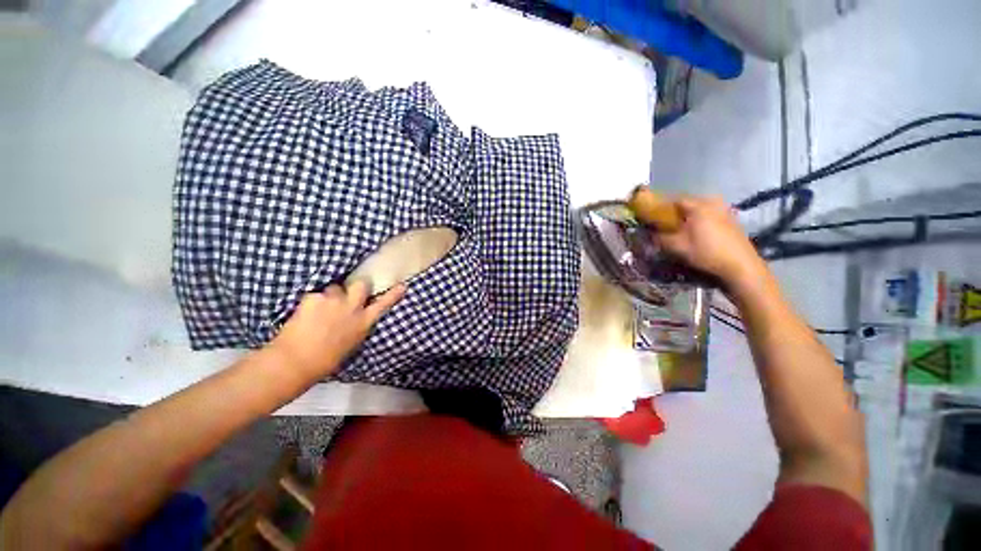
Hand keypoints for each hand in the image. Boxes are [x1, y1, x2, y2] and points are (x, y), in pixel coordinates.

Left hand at [268, 281, 405, 382]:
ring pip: (335, 288)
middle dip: (356, 286)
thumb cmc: (325, 360)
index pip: (383, 304)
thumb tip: (358, 317)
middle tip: (347, 294)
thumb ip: (358, 326)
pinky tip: (304, 314)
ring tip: (318, 310)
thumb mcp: (351, 343)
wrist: (295, 362)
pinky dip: (311, 302)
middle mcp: (352, 308)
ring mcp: (333, 301)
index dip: (393, 294)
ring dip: (330, 296)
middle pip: (361, 285)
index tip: (402, 285)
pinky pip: (315, 294)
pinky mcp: (314, 297)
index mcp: (363, 323)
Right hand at [655, 195, 768, 291]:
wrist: (741, 265)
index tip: (652, 217)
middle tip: (665, 225)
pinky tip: (696, 233)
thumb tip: (650, 233)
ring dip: (687, 217)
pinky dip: (699, 220)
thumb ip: (660, 238)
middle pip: (687, 203)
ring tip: (680, 230)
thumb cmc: (706, 253)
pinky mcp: (731, 219)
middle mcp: (713, 202)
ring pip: (699, 209)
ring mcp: (724, 209)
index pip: (673, 199)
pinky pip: (709, 214)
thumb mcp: (677, 247)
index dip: (660, 208)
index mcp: (698, 205)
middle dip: (674, 213)